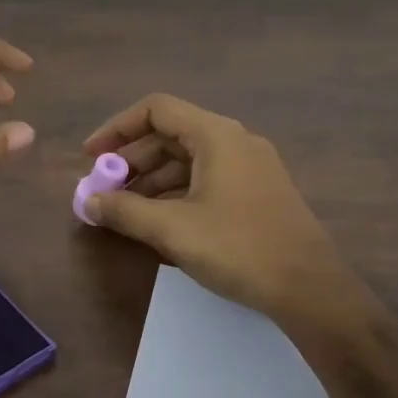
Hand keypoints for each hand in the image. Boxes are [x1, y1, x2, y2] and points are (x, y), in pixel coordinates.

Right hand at [82, 94, 368, 328]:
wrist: (310, 287)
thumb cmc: (238, 248)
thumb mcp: (172, 229)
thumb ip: (124, 210)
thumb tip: (88, 201)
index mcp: (216, 135)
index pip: (156, 110)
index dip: (117, 128)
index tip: (91, 157)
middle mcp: (235, 141)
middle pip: (171, 134)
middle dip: (132, 160)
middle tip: (105, 189)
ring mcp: (250, 167)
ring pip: (189, 160)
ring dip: (152, 179)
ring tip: (125, 210)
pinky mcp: (258, 193)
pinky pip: (207, 179)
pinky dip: (177, 192)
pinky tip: (160, 221)